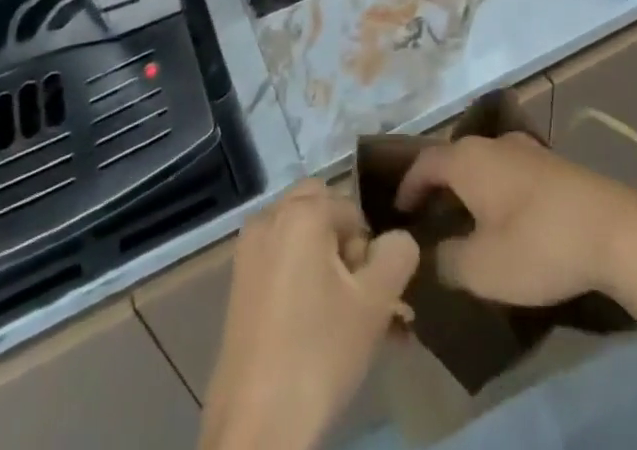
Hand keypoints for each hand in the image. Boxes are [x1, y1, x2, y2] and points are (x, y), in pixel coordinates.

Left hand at [199, 180, 418, 449]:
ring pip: (301, 239)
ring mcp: (248, 251)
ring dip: (326, 265)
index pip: (353, 211)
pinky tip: (316, 326)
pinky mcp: (238, 284)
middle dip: (344, 246)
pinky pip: (280, 261)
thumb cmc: (319, 352)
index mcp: (301, 211)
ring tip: (344, 318)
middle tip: (355, 295)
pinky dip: (301, 279)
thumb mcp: (376, 302)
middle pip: (322, 212)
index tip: (369, 294)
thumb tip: (397, 239)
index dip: (368, 251)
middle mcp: (270, 218)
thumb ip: (397, 255)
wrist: (256, 426)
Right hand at [394, 132, 636, 306]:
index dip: (406, 186)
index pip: (424, 163)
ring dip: (468, 188)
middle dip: (437, 186)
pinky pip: (508, 172)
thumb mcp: (482, 268)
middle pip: (453, 158)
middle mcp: (493, 144)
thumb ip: (446, 261)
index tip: (396, 213)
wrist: (614, 232)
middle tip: (426, 220)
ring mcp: (526, 150)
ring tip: (462, 221)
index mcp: (468, 159)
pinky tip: (504, 218)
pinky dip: (495, 190)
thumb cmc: (539, 245)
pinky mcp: (552, 166)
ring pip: (483, 164)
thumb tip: (430, 255)